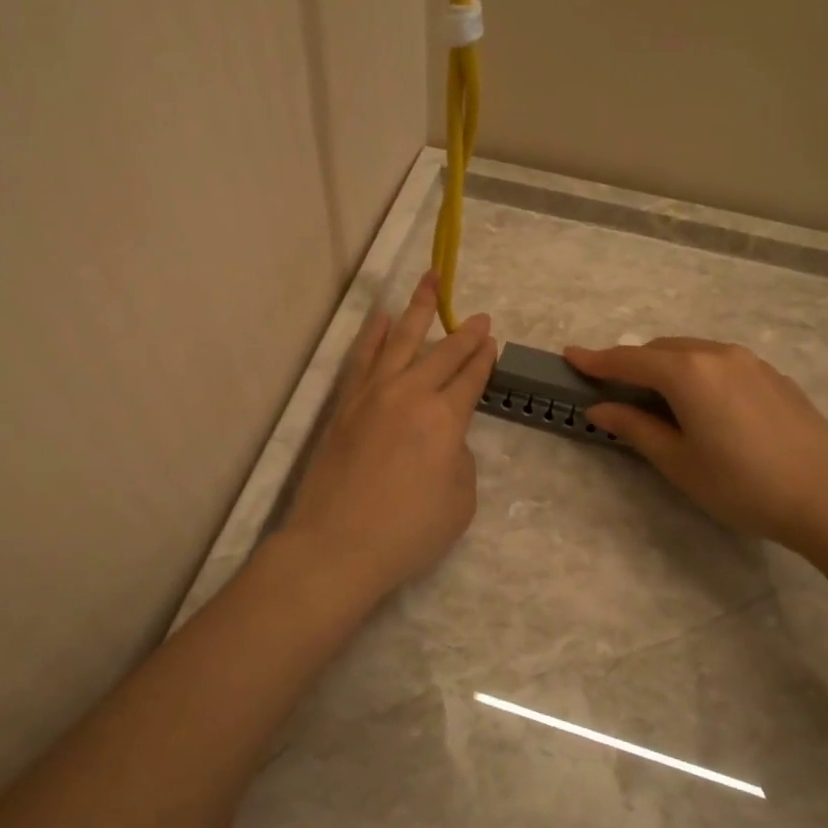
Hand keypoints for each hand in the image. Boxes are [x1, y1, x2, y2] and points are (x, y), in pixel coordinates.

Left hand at [282, 273, 496, 605]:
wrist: (336, 545)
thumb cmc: (407, 532)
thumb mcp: (460, 501)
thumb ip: (459, 460)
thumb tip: (444, 439)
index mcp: (446, 419)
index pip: (470, 377)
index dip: (484, 357)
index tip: (492, 339)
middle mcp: (411, 395)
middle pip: (442, 353)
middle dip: (464, 333)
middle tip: (479, 316)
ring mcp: (373, 395)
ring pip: (399, 340)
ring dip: (417, 310)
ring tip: (429, 282)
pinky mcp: (345, 404)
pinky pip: (362, 358)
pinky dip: (373, 335)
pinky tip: (380, 319)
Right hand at [564, 338, 827, 553]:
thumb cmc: (741, 484)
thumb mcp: (678, 462)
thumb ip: (635, 428)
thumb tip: (600, 409)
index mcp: (687, 372)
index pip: (629, 360)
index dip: (595, 359)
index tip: (569, 355)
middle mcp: (717, 354)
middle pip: (662, 350)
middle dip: (633, 364)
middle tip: (613, 389)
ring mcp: (751, 362)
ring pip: (694, 353)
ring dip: (667, 367)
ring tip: (658, 398)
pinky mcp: (774, 376)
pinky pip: (722, 363)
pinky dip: (699, 373)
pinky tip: (706, 405)